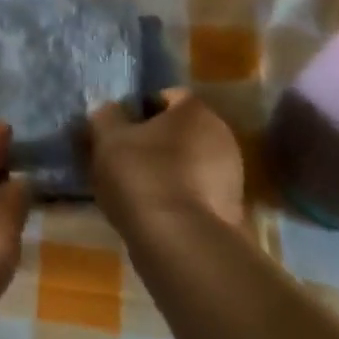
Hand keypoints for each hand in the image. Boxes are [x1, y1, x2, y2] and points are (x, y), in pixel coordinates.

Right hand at [86, 89, 245, 238]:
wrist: (179, 242)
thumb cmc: (142, 176)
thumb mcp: (107, 139)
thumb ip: (105, 117)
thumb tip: (109, 112)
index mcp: (196, 110)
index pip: (164, 97)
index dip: (137, 111)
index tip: (116, 131)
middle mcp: (222, 135)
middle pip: (179, 130)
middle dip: (153, 141)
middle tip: (122, 159)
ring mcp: (232, 175)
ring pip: (188, 162)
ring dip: (166, 170)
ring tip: (134, 190)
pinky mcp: (231, 209)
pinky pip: (196, 192)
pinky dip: (176, 196)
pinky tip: (153, 211)